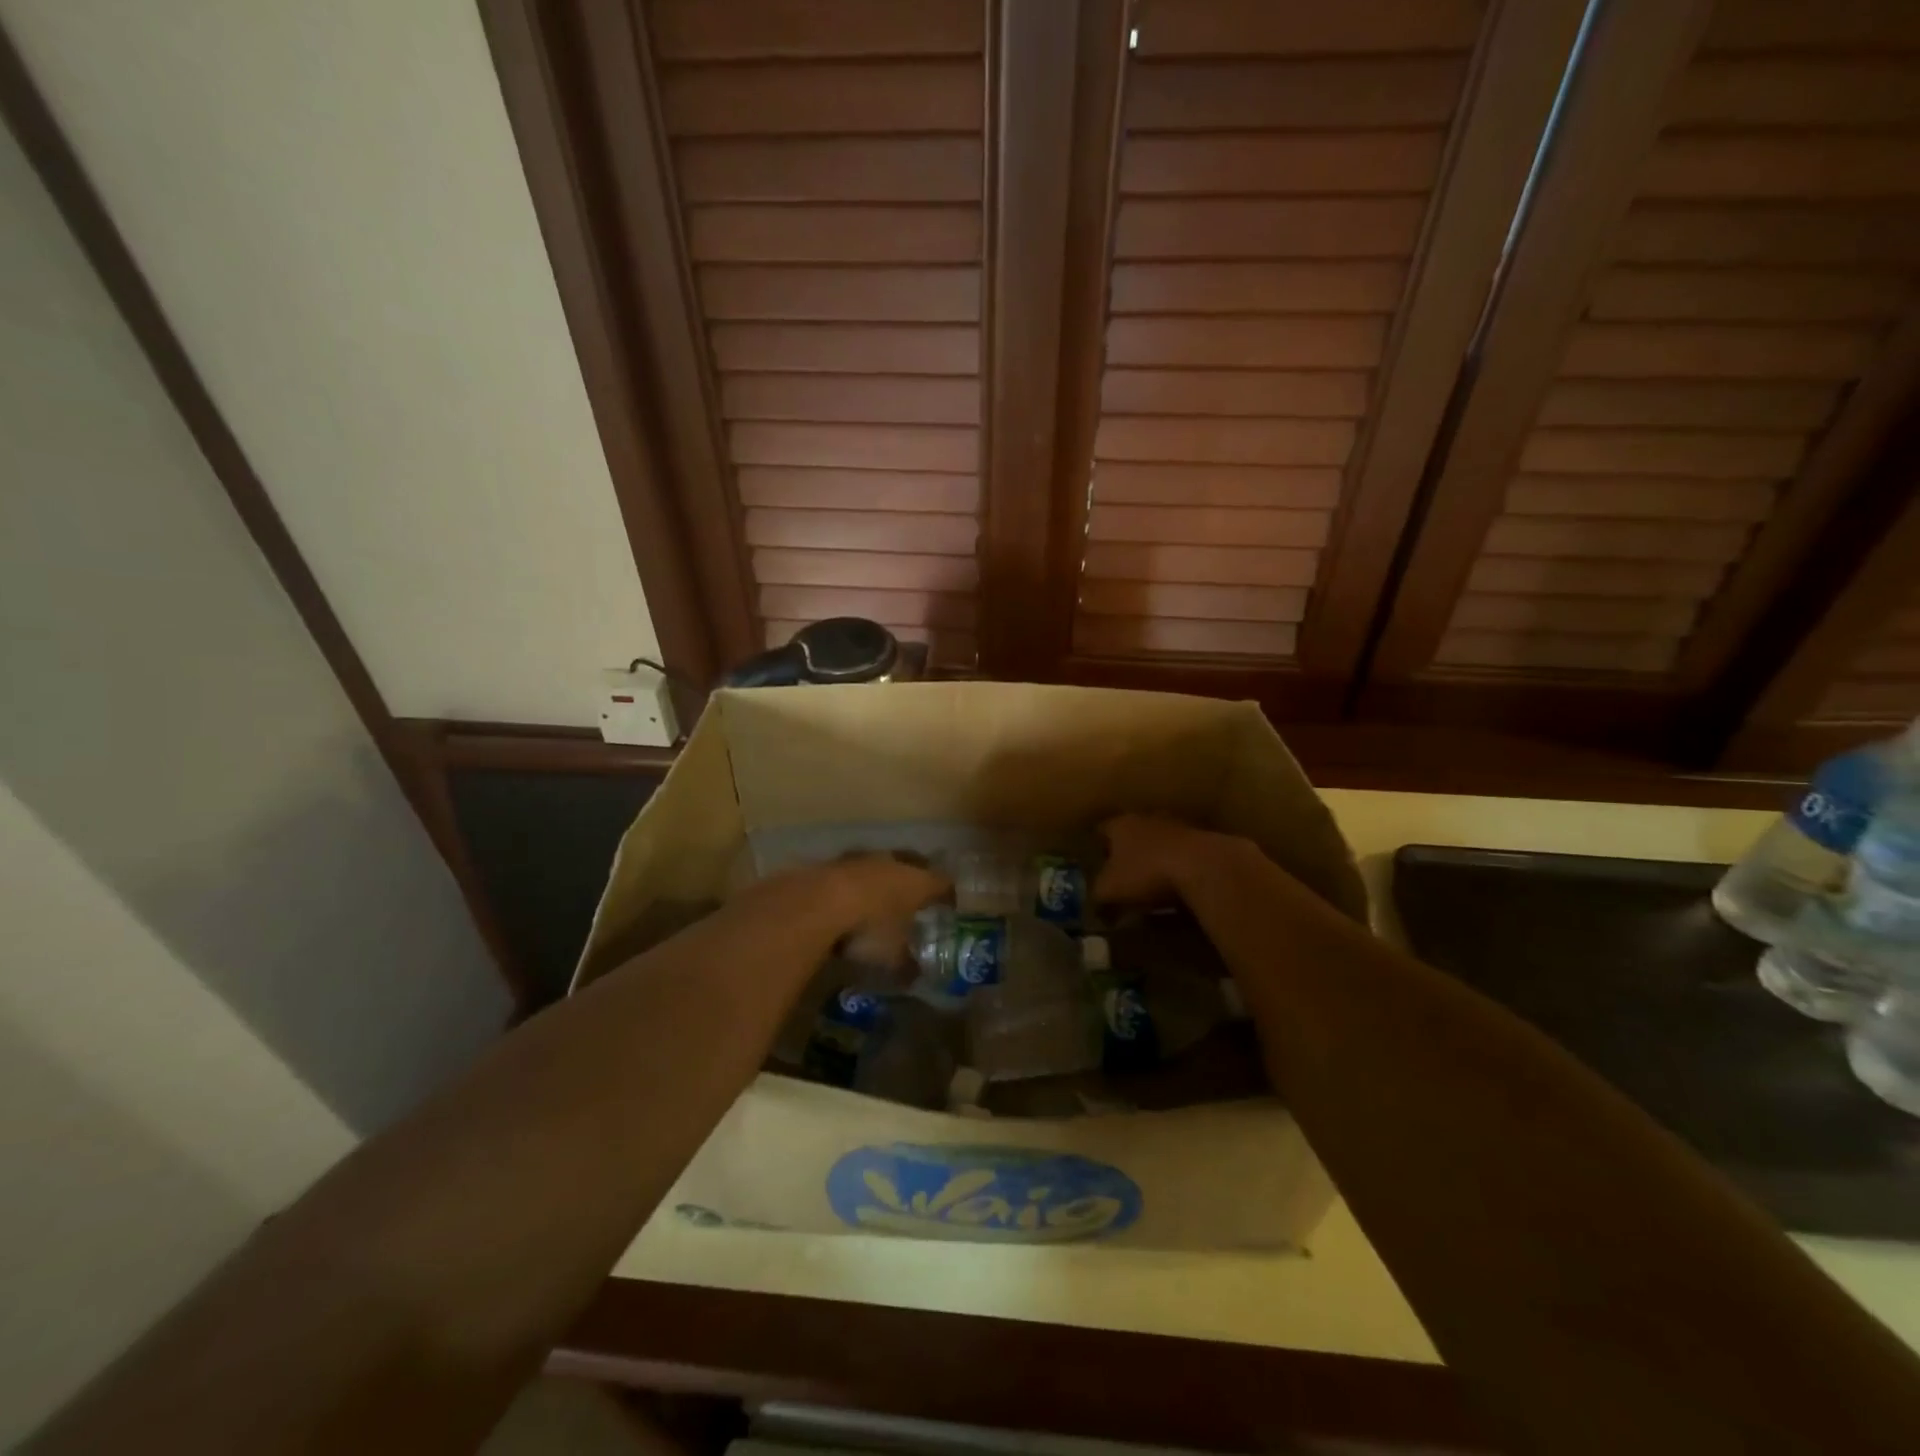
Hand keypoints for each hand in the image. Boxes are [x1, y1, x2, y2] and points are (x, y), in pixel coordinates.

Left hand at [736, 853, 948, 973]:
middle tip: (916, 895)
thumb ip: (907, 966)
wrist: (816, 903)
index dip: (947, 893)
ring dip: (881, 878)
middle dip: (915, 878)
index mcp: (918, 882)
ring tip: (880, 896)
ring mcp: (861, 859)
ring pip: (879, 866)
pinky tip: (847, 901)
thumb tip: (915, 976)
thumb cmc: (869, 929)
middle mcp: (894, 863)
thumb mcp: (893, 958)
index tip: (950, 903)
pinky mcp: (831, 863)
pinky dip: (853, 886)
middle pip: (912, 865)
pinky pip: (850, 874)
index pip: (942, 882)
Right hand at [1094, 813, 1227, 907]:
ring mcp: (1178, 827)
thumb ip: (1098, 897)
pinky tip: (1178, 889)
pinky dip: (1178, 869)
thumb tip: (1097, 908)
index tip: (1094, 864)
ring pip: (1159, 843)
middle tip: (1122, 876)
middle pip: (1132, 834)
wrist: (1203, 868)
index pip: (1101, 830)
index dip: (1096, 848)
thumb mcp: (1110, 891)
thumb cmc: (1145, 873)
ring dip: (1155, 860)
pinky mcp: (1203, 842)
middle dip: (1127, 853)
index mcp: (1120, 824)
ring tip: (1151, 886)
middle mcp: (1147, 819)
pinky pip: (1183, 856)